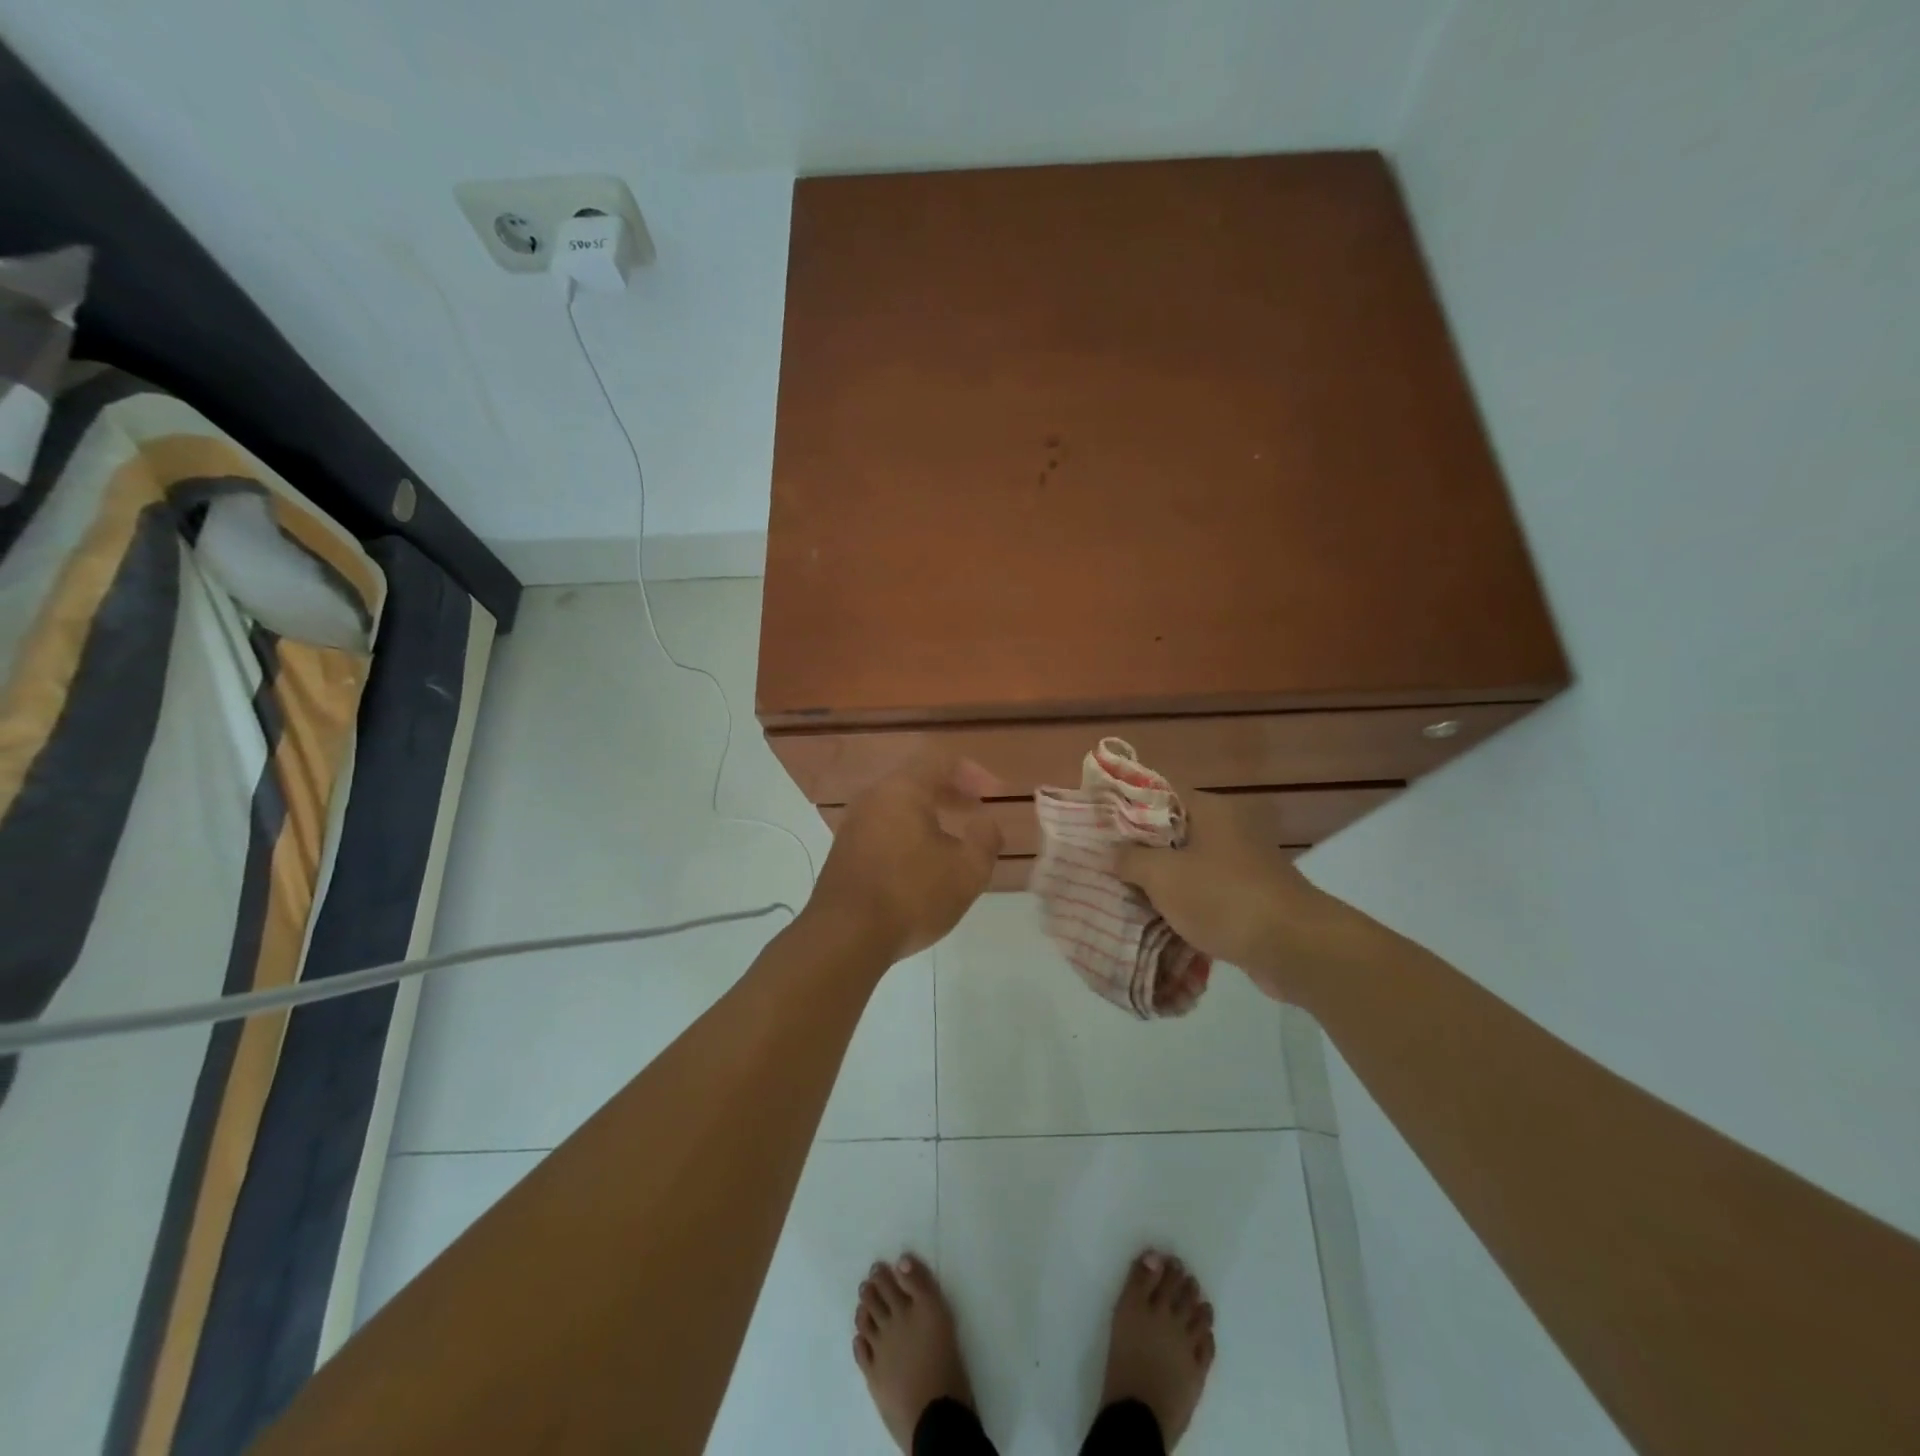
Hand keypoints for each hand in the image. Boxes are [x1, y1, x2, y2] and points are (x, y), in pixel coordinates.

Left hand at [808, 750, 1004, 963]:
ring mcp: (853, 825)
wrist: (844, 937)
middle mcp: (873, 798)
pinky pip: (884, 828)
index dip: (973, 773)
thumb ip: (986, 839)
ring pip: (898, 806)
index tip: (994, 795)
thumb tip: (986, 824)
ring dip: (930, 815)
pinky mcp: (844, 852)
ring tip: (954, 841)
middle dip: (952, 792)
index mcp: (902, 790)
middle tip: (977, 811)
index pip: (940, 760)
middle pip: (916, 780)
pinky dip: (909, 833)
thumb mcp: (967, 871)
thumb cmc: (911, 896)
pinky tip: (923, 864)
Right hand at [1114, 790, 1360, 1001]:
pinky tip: (1156, 920)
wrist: (1294, 948)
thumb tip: (1112, 852)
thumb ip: (1131, 860)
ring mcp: (1242, 864)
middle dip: (1139, 850)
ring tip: (1122, 894)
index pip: (1160, 794)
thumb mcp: (1164, 876)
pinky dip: (1183, 904)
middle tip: (1104, 863)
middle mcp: (1229, 829)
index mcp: (1210, 810)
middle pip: (1172, 832)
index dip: (1127, 807)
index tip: (1098, 825)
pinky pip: (1205, 893)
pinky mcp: (1250, 897)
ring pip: (1188, 865)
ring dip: (1160, 882)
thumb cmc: (1224, 899)